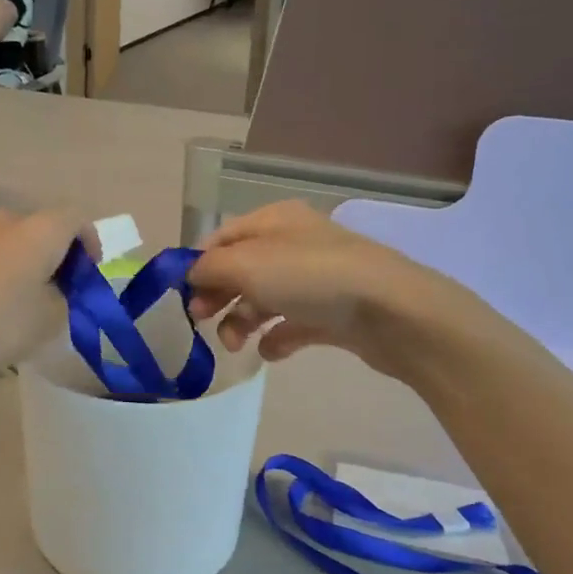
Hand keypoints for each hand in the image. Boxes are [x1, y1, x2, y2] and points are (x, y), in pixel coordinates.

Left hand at [0, 210, 97, 400]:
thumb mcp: (51, 321)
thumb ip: (64, 300)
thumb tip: (55, 291)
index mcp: (38, 231)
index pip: (75, 218)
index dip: (89, 242)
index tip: (87, 274)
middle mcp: (2, 222)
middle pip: (37, 227)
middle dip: (52, 254)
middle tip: (55, 290)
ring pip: (5, 242)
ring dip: (18, 264)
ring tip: (17, 302)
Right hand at [186, 201, 480, 381]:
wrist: (390, 311)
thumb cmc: (310, 277)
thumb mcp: (246, 263)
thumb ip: (209, 268)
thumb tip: (192, 274)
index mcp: (274, 221)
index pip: (222, 238)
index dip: (199, 266)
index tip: (182, 297)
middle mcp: (294, 244)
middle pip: (241, 270)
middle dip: (218, 296)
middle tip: (202, 322)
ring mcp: (316, 280)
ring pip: (264, 299)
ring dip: (242, 321)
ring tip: (237, 345)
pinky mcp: (333, 313)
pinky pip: (293, 324)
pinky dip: (277, 338)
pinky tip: (271, 352)